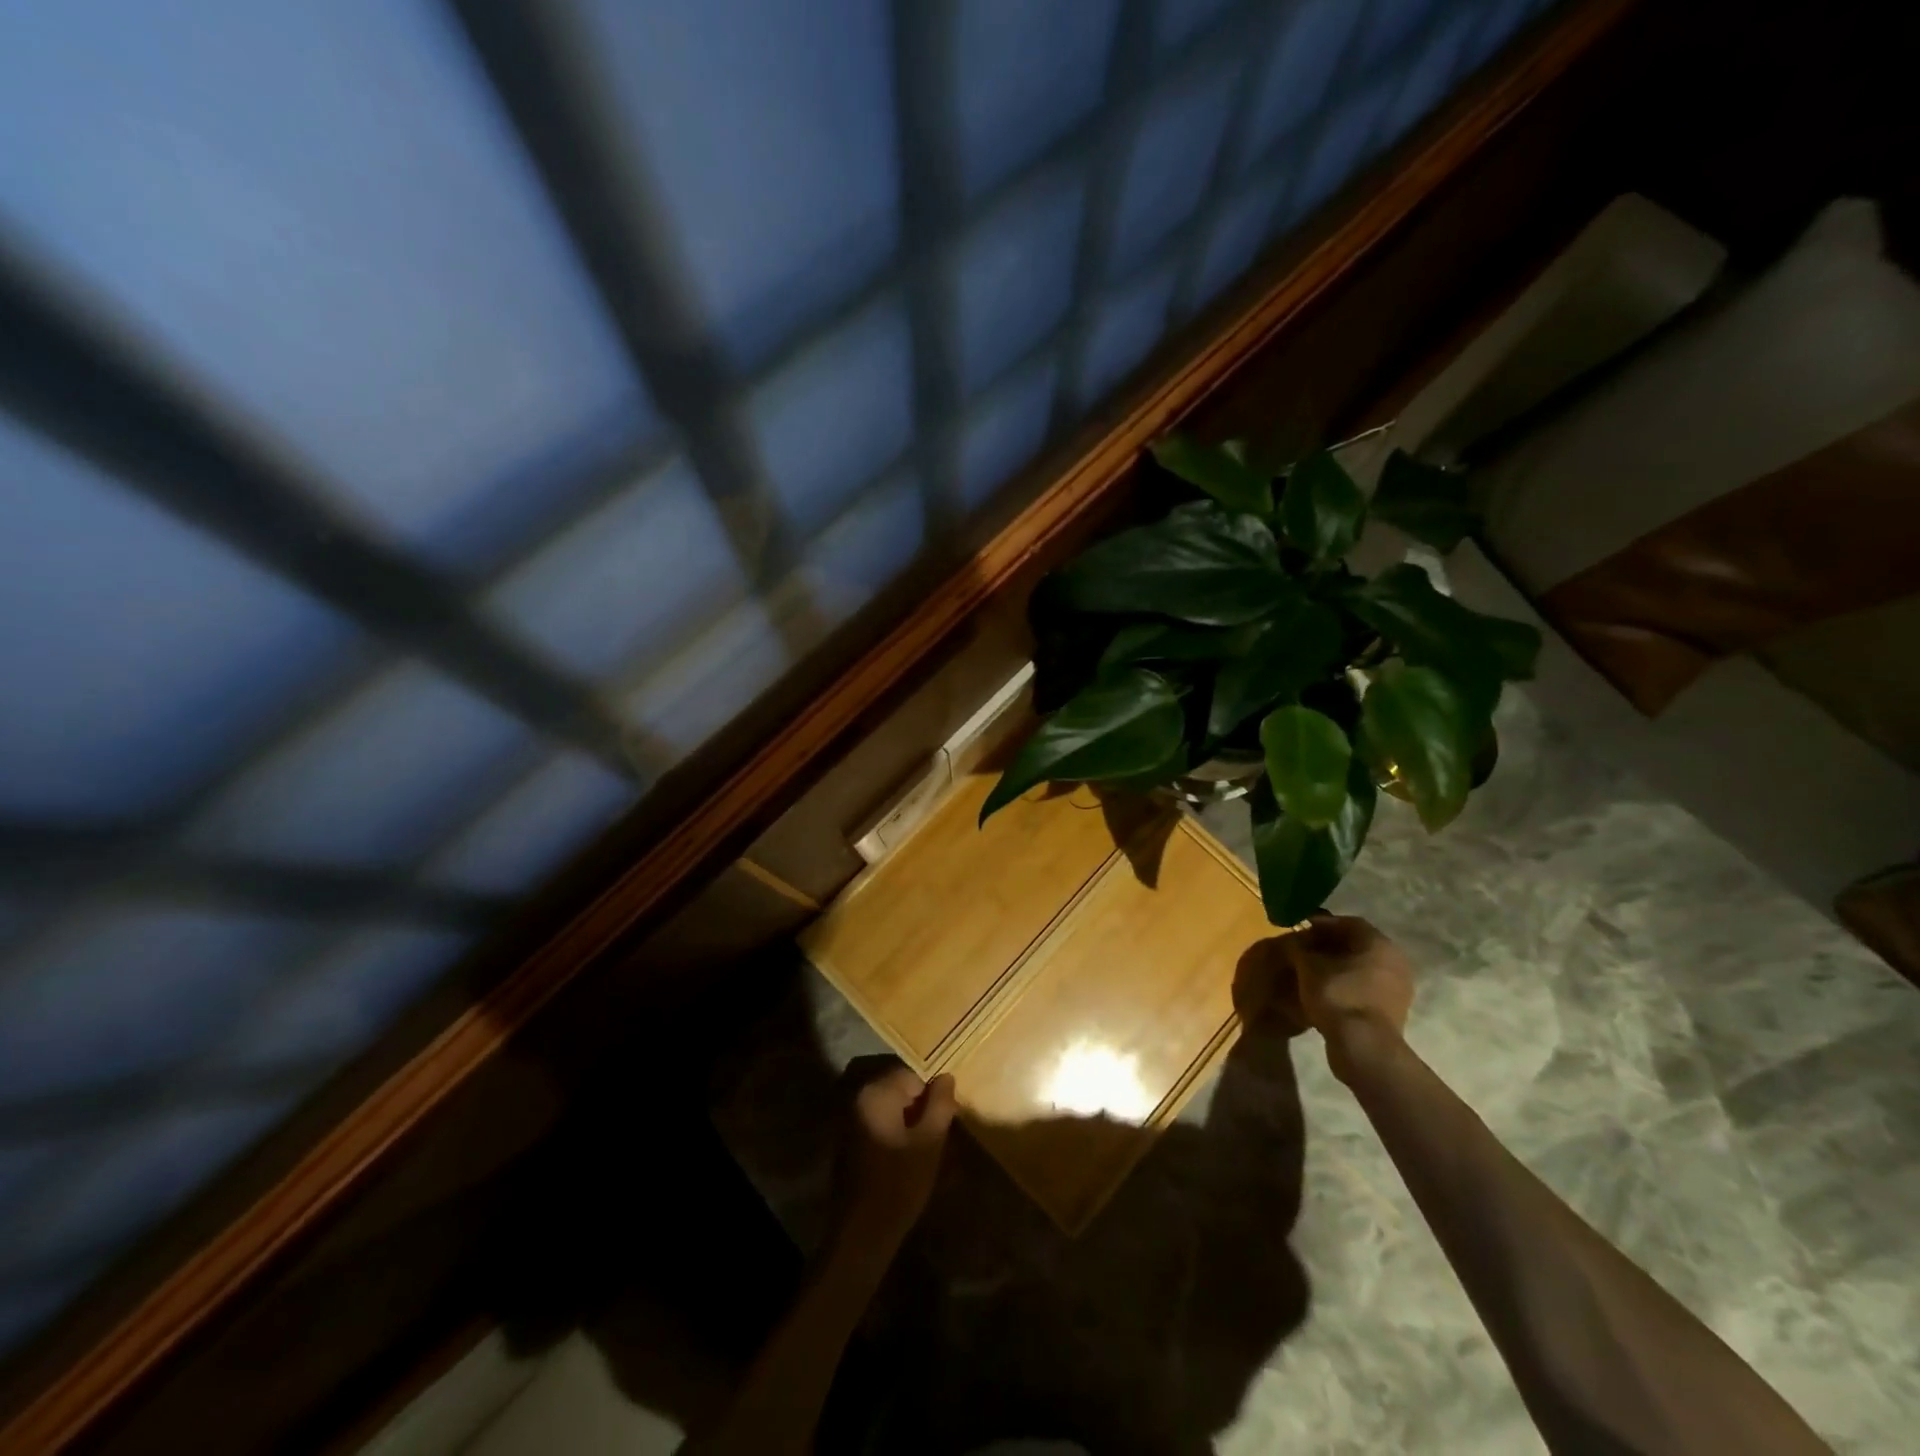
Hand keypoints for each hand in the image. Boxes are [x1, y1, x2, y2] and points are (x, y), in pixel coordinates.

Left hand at [832, 1062, 956, 1257]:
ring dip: (908, 1120)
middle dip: (921, 1106)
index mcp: (877, 1092)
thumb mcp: (930, 1142)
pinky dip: (894, 1131)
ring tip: (924, 1148)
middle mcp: (859, 1097)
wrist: (861, 1234)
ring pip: (890, 1106)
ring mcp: (850, 1118)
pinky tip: (905, 1157)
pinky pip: (878, 1122)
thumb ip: (941, 1104)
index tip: (944, 1120)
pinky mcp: (849, 1139)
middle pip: (900, 1088)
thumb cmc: (900, 1184)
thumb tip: (946, 1077)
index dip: (933, 1094)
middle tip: (937, 1134)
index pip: (913, 1074)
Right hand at [1281, 916, 1415, 1080]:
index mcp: (1379, 943)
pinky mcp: (1392, 1012)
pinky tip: (1323, 992)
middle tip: (1303, 949)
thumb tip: (1294, 942)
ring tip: (1310, 972)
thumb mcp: (1308, 966)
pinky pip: (1364, 988)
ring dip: (1336, 967)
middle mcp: (1395, 961)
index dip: (1321, 923)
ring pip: (1360, 968)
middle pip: (1356, 945)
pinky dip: (1345, 985)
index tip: (1299, 928)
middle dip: (1328, 946)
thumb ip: (1300, 948)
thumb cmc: (1337, 994)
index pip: (1348, 923)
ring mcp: (1397, 989)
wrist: (1363, 1046)